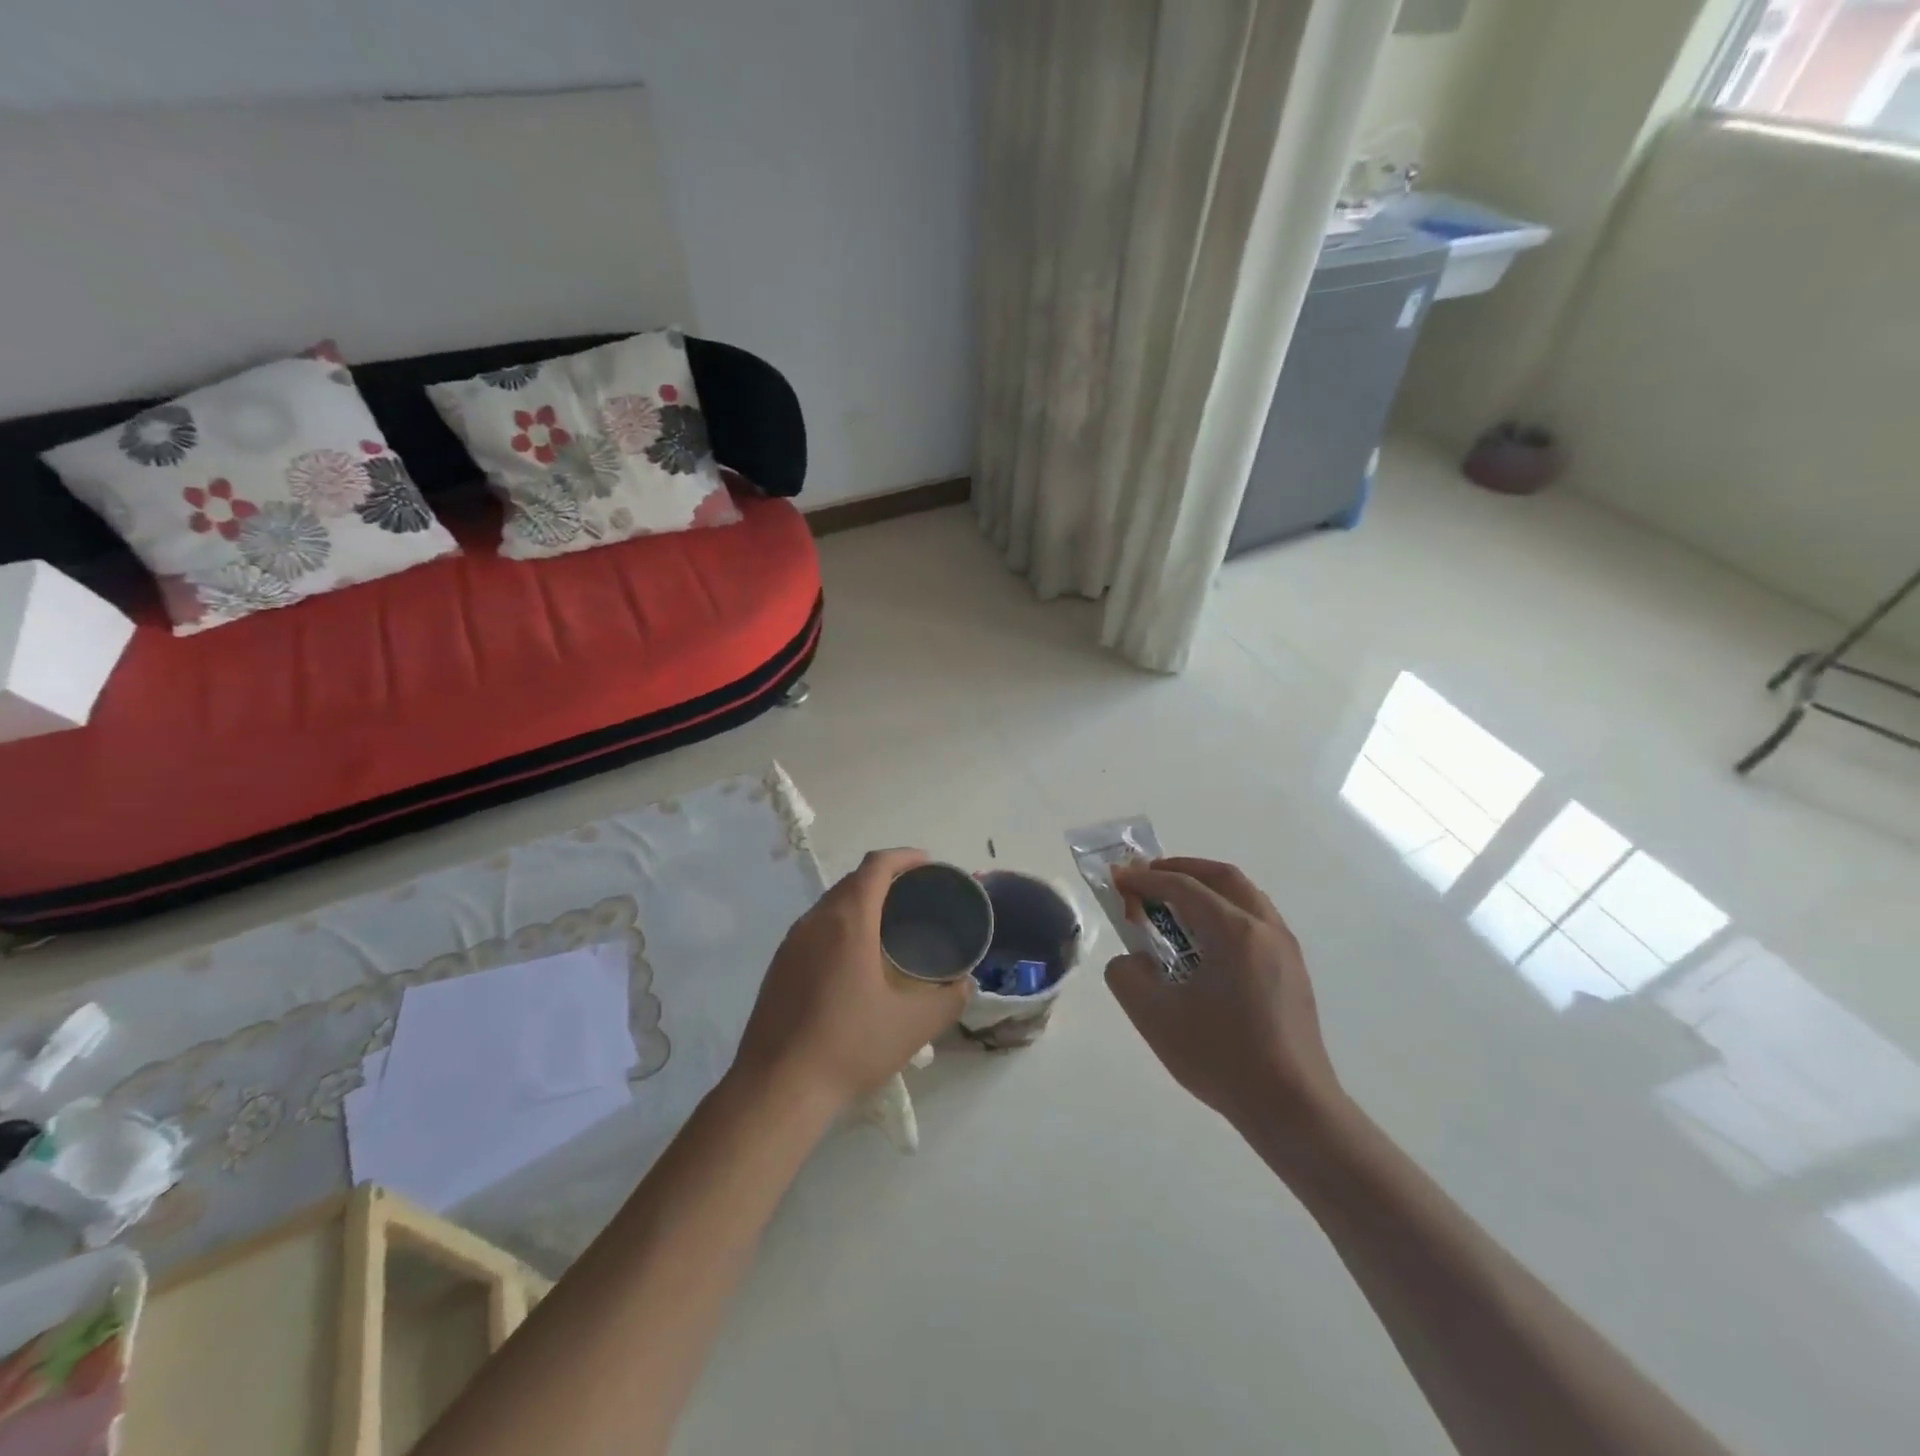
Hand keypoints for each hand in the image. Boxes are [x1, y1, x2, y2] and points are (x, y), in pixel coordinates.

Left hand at [733, 848, 970, 1113]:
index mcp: (849, 921)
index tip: (928, 864)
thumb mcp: (913, 1025)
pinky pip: (815, 927)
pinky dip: (840, 923)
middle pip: (852, 880)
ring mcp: (791, 943)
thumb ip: (948, 999)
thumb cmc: (850, 1046)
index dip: (904, 857)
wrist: (777, 1089)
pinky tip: (854, 957)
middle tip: (915, 895)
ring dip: (860, 901)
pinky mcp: (778, 966)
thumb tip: (964, 984)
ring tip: (888, 923)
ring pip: (830, 903)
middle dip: (885, 877)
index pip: (876, 866)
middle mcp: (815, 920)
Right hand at [1105, 858, 1344, 1137]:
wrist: (1293, 1109)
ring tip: (1174, 906)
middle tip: (1148, 877)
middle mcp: (1265, 928)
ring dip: (1207, 889)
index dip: (1144, 879)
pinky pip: (1256, 921)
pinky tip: (1206, 944)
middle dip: (1182, 869)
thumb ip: (1127, 976)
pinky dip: (1226, 912)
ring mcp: (1286, 950)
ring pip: (1245, 897)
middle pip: (1223, 877)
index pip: (1182, 887)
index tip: (1116, 878)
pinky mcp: (1294, 973)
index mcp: (1234, 931)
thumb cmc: (1221, 1057)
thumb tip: (1133, 961)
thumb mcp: (1154, 1017)